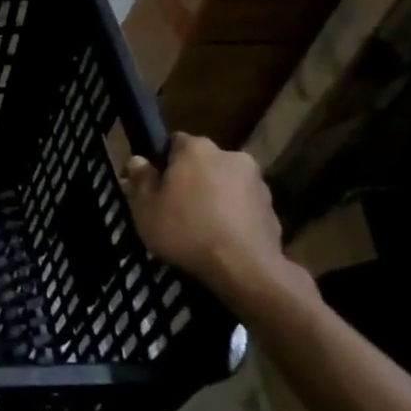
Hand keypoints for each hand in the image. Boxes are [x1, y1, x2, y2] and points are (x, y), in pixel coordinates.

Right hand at [118, 133, 290, 301]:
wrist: (244, 267)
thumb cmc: (185, 231)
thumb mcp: (145, 208)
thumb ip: (141, 180)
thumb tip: (138, 160)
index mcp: (196, 149)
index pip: (174, 142)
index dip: (161, 162)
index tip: (154, 185)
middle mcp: (230, 155)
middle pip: (202, 162)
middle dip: (190, 178)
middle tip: (174, 206)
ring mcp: (256, 181)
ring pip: (225, 183)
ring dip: (213, 196)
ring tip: (199, 226)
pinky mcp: (272, 207)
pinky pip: (242, 205)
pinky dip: (232, 215)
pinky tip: (220, 238)